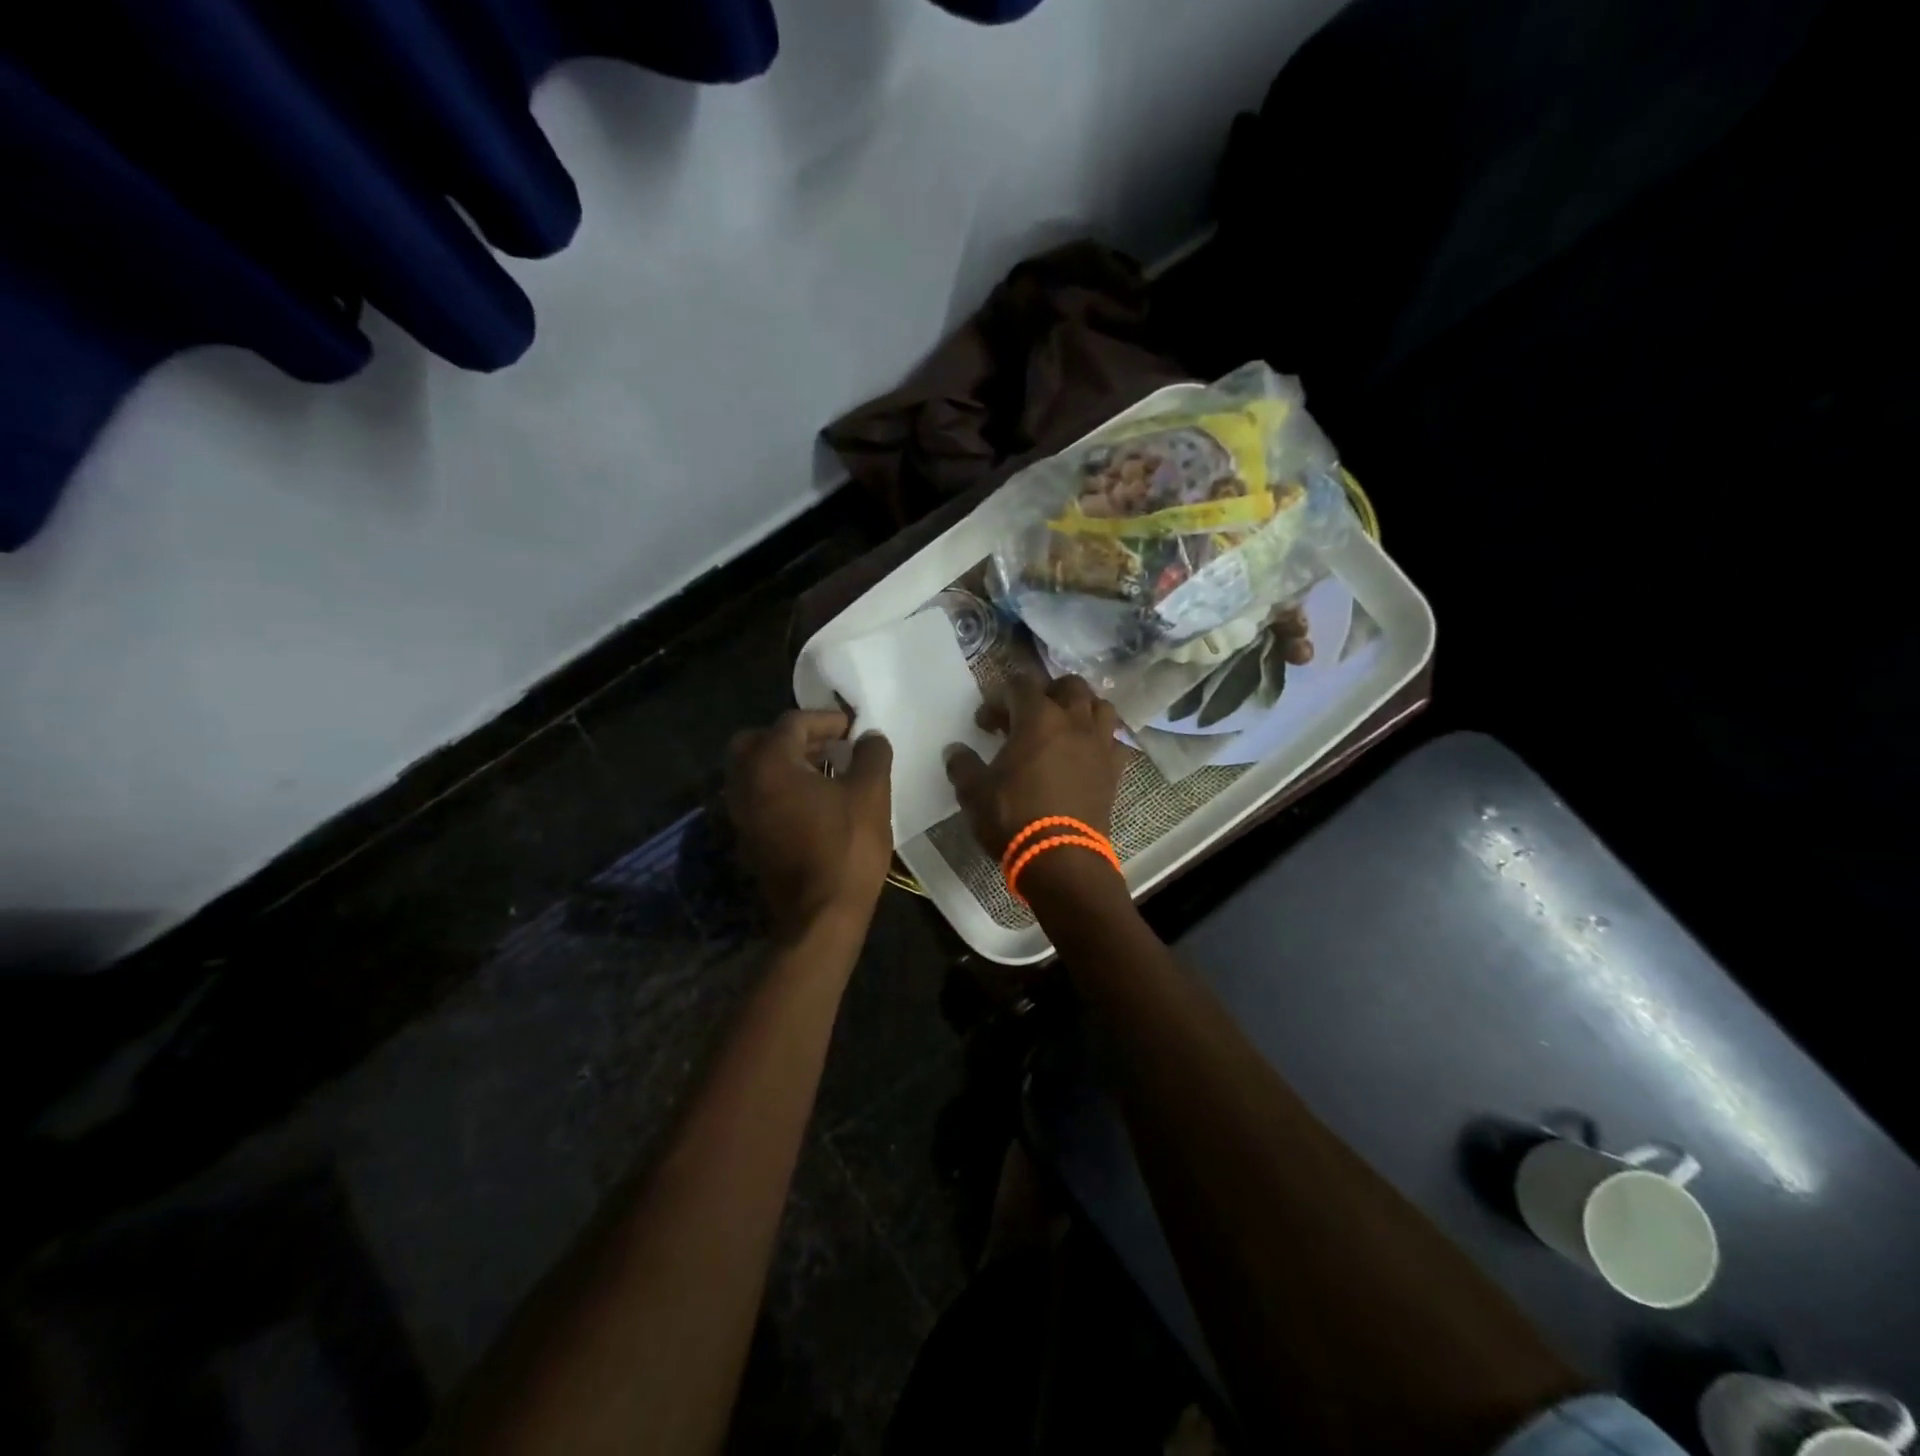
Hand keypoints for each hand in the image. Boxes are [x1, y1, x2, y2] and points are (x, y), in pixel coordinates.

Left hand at [726, 710, 892, 934]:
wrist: (820, 915)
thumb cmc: (846, 847)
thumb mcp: (871, 793)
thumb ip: (871, 754)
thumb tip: (870, 737)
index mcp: (769, 763)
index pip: (793, 722)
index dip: (826, 720)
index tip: (853, 729)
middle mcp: (744, 782)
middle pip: (758, 741)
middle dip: (794, 737)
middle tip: (827, 745)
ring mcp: (741, 812)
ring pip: (754, 770)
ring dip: (785, 761)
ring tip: (825, 770)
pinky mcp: (747, 836)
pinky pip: (757, 795)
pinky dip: (779, 786)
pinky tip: (813, 800)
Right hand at [944, 674, 1128, 858]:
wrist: (1061, 858)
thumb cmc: (1014, 817)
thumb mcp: (974, 792)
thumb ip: (962, 765)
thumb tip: (955, 751)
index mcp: (1038, 718)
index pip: (1020, 685)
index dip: (998, 697)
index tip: (984, 723)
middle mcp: (1074, 721)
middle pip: (1069, 685)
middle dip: (1046, 693)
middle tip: (1026, 717)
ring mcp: (1100, 744)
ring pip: (1100, 706)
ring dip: (1081, 710)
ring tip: (1062, 728)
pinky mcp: (1115, 770)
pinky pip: (1114, 741)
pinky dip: (1101, 740)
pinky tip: (1086, 755)